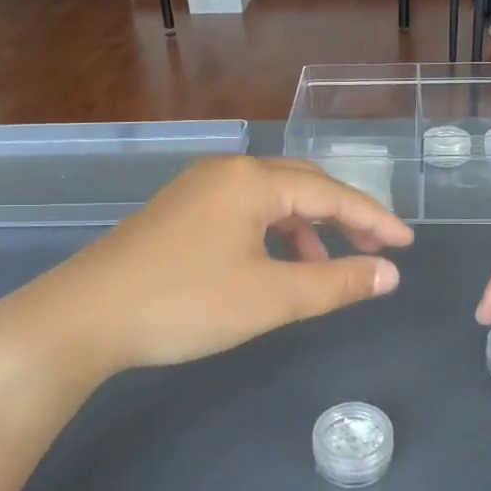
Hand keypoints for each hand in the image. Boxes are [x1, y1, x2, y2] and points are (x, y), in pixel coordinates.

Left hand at [0, 156, 413, 387]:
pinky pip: (243, 214)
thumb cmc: (185, 303)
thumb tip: (388, 274)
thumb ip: (335, 284)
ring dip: (306, 230)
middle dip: (343, 217)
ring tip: (326, 268)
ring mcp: (197, 191)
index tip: (407, 244)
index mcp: (252, 180)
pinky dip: (271, 237)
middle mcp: (226, 173)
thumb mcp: (270, 297)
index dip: (374, 219)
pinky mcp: (178, 214)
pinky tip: (274, 268)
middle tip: (377, 248)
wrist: (83, 317)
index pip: (331, 193)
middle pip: (302, 186)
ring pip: (271, 201)